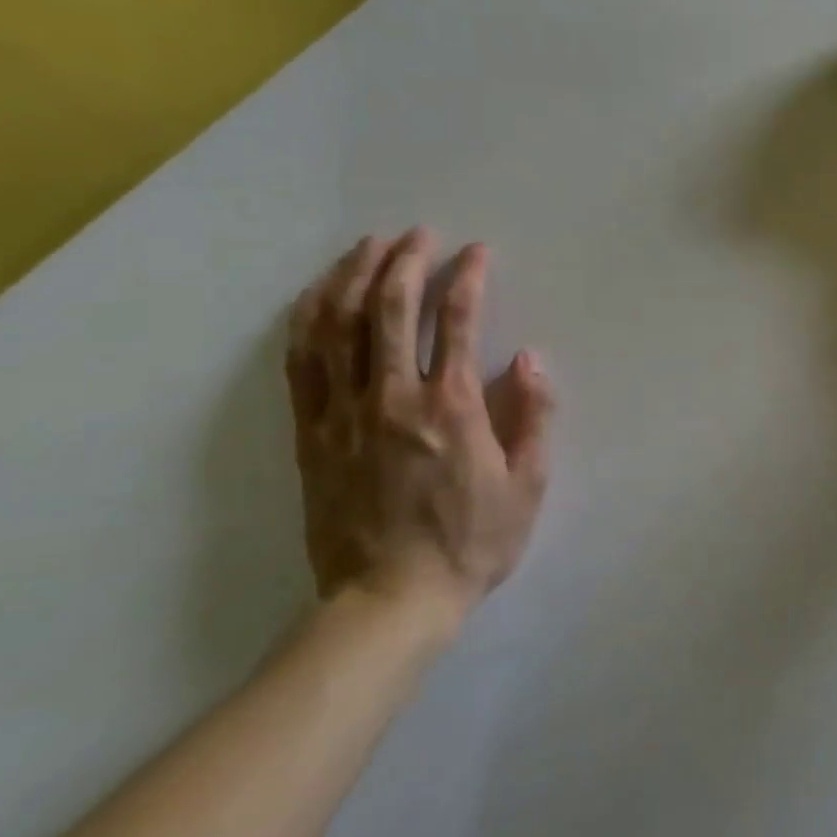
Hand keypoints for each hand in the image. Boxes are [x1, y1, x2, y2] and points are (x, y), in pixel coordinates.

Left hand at [285, 230, 554, 641]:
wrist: (389, 601)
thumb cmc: (471, 543)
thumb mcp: (527, 486)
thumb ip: (533, 417)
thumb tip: (529, 359)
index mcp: (451, 409)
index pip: (458, 322)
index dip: (468, 278)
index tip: (476, 252)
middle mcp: (393, 397)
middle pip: (392, 309)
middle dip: (407, 261)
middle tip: (420, 234)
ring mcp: (344, 413)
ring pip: (340, 326)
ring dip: (354, 277)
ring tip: (368, 246)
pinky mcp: (311, 434)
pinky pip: (302, 364)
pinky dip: (308, 320)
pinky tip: (317, 295)